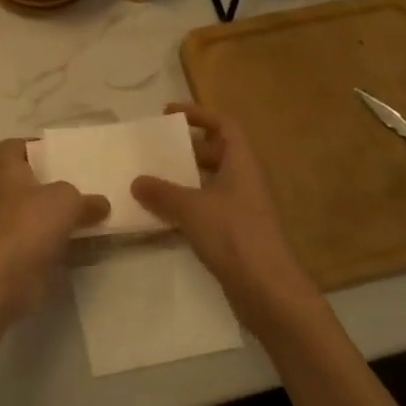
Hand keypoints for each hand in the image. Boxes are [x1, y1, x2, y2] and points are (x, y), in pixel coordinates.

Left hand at [0, 137, 109, 314]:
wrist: (8, 276)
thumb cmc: (31, 222)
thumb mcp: (66, 198)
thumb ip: (85, 198)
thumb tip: (101, 204)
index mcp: (9, 172)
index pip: (11, 148)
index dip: (31, 145)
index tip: (58, 151)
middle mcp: (8, 197)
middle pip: (32, 182)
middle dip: (59, 182)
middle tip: (89, 180)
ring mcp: (16, 228)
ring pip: (45, 214)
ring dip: (68, 214)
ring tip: (99, 210)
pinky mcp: (27, 255)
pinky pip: (53, 242)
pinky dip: (71, 242)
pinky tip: (96, 241)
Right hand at [131, 104, 318, 328]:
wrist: (268, 292)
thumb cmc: (234, 236)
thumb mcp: (192, 208)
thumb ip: (162, 192)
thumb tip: (137, 181)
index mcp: (241, 164)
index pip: (224, 126)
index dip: (199, 114)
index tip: (168, 114)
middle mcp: (244, 182)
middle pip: (217, 153)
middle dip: (187, 149)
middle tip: (156, 150)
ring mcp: (242, 210)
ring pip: (210, 183)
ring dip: (184, 180)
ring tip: (151, 181)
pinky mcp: (235, 235)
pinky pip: (207, 209)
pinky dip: (186, 207)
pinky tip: (162, 217)